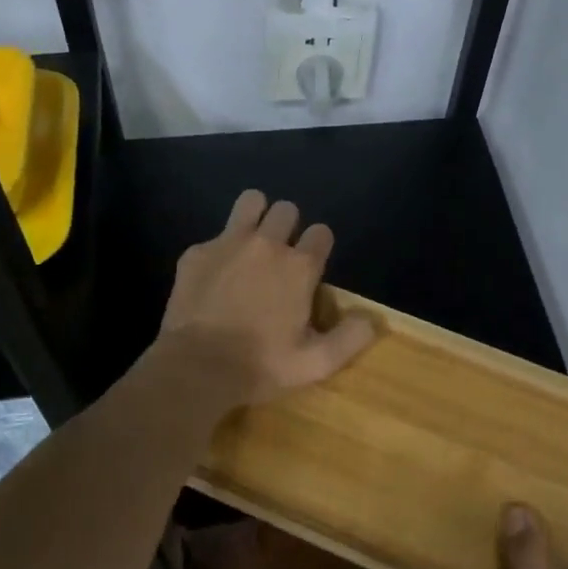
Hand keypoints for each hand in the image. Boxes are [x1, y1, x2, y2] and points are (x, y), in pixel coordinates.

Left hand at [156, 189, 374, 405]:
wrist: (196, 367)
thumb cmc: (261, 365)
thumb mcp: (315, 363)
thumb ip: (350, 338)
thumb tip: (371, 320)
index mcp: (299, 267)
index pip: (321, 233)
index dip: (319, 247)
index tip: (311, 269)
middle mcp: (267, 244)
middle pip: (287, 209)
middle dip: (288, 227)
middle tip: (280, 258)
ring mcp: (228, 243)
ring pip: (251, 201)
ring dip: (256, 215)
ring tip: (252, 244)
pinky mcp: (196, 252)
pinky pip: (214, 236)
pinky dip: (219, 252)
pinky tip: (214, 278)